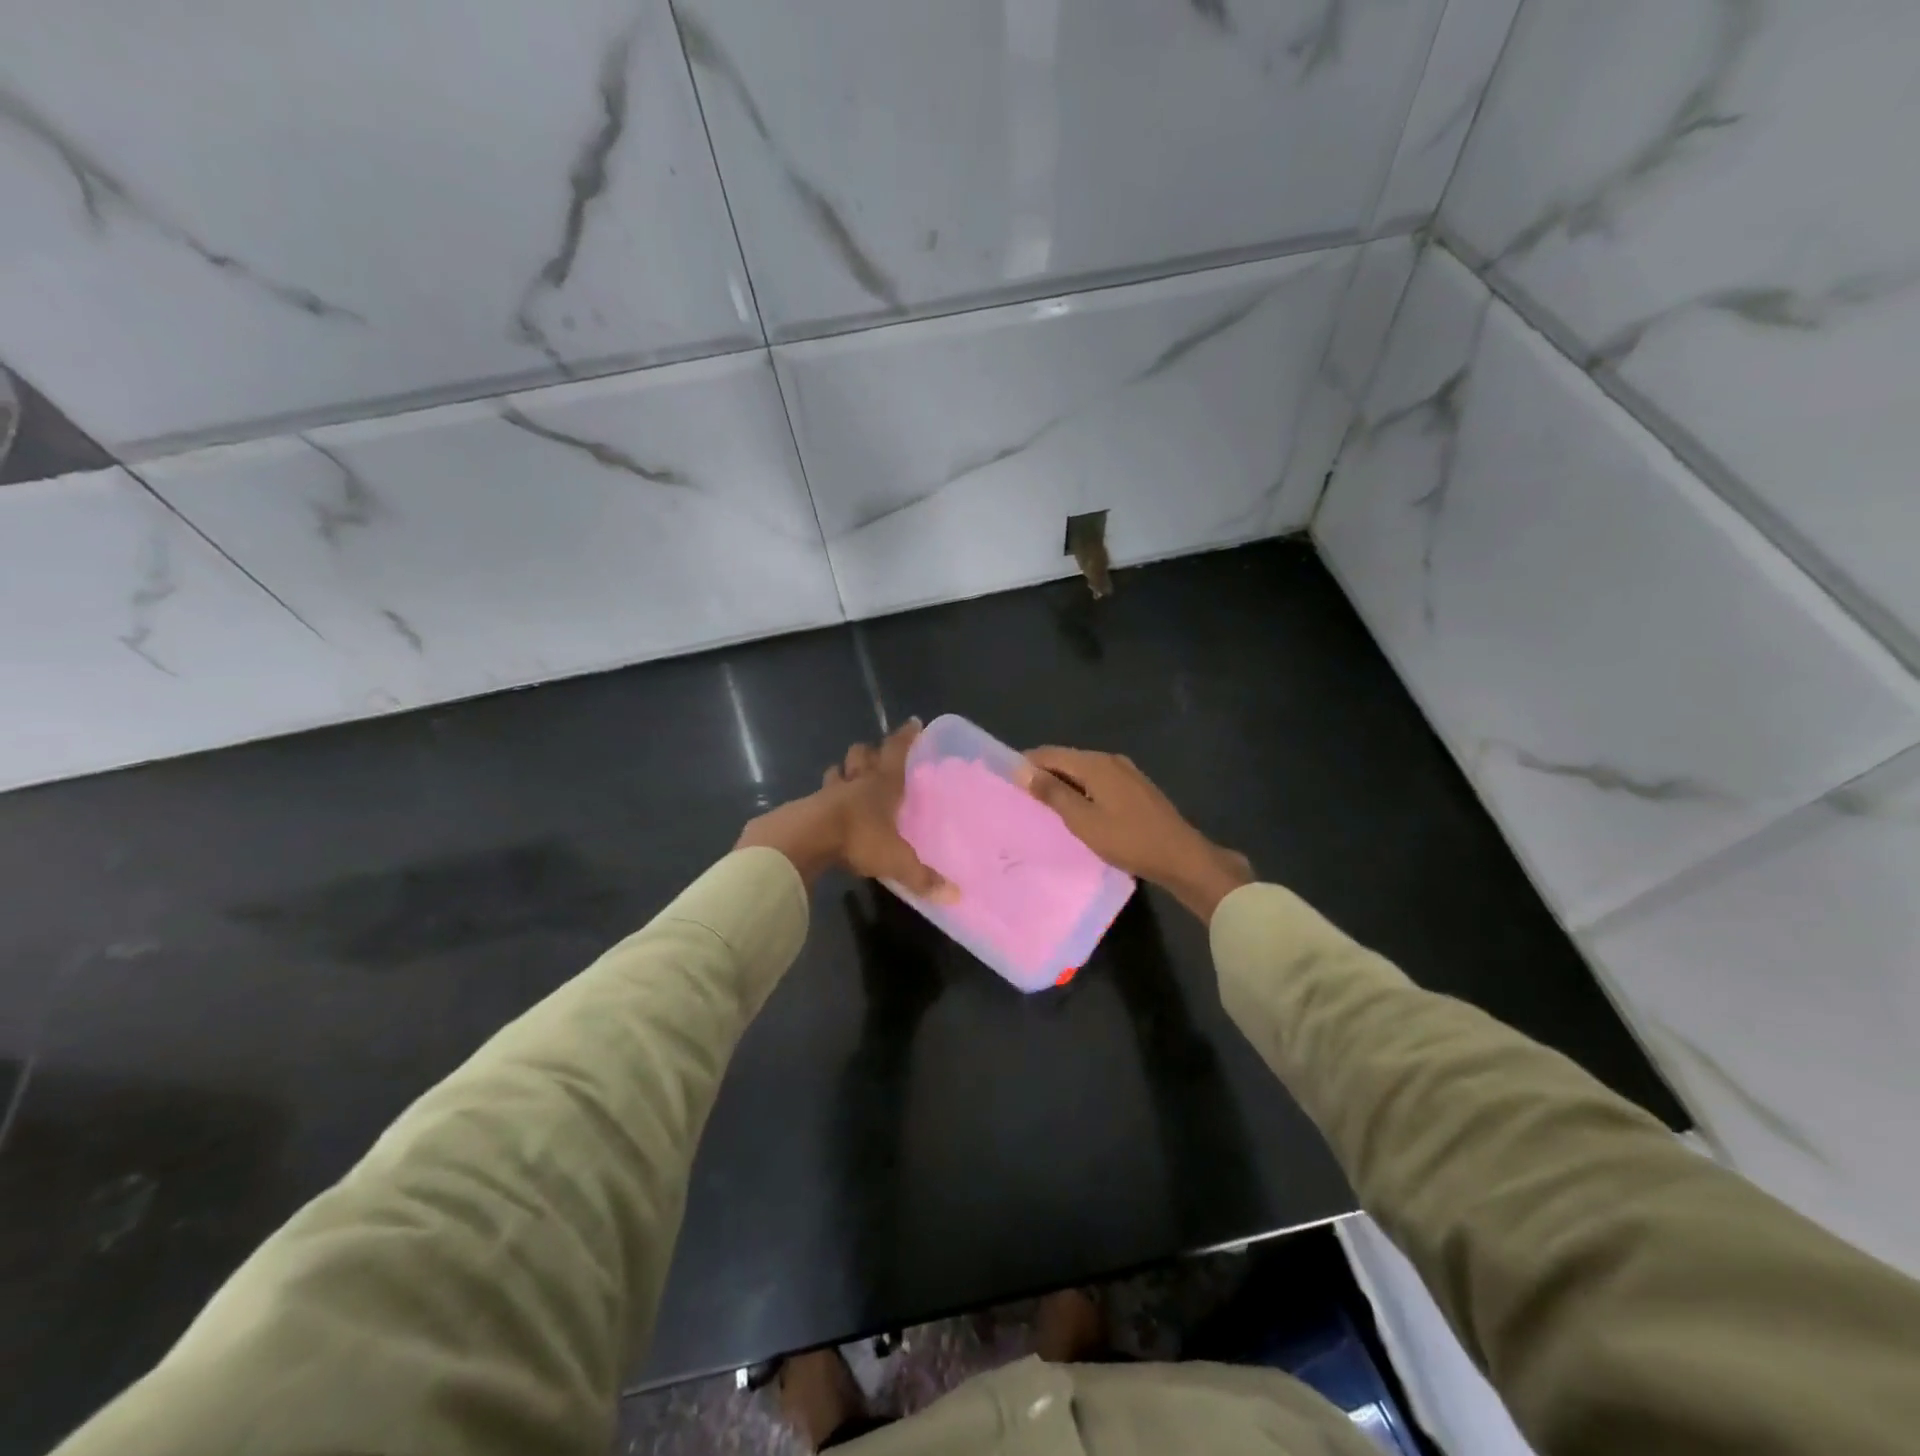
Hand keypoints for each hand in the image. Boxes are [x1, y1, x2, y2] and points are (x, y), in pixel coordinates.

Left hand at [736, 721, 953, 897]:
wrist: (805, 840)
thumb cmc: (859, 838)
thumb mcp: (896, 861)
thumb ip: (923, 878)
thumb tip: (956, 897)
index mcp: (882, 785)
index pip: (897, 752)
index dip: (906, 737)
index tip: (913, 723)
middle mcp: (856, 782)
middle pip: (861, 754)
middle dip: (869, 752)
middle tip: (875, 756)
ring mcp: (827, 792)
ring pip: (836, 771)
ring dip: (843, 772)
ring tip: (848, 779)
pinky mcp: (806, 807)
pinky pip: (817, 796)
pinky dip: (823, 799)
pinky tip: (826, 811)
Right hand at [1020, 746, 1251, 922]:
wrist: (1181, 857)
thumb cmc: (1128, 839)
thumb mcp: (1083, 820)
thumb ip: (1052, 793)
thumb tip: (1022, 770)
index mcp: (1095, 763)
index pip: (1050, 754)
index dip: (1026, 764)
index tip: (1005, 780)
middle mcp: (1110, 760)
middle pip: (1067, 760)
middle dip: (1043, 774)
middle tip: (1020, 797)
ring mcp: (1126, 773)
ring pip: (1083, 771)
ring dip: (1062, 784)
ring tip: (1043, 806)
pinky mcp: (1135, 788)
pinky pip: (1098, 781)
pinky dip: (1081, 791)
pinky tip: (1076, 810)